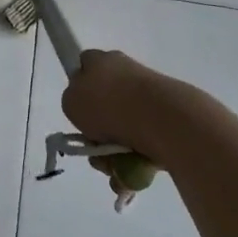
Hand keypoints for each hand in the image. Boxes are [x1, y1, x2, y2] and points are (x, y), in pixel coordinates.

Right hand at [62, 49, 197, 172]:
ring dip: (112, 154)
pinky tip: (130, 176)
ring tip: (113, 168)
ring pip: (122, 130)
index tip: (80, 112)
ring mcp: (149, 96)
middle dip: (96, 133)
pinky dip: (134, 163)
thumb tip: (87, 107)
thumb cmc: (108, 105)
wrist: (161, 119)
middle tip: (93, 148)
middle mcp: (127, 72)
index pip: (86, 65)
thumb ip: (74, 100)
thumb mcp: (71, 101)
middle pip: (104, 104)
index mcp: (102, 60)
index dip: (80, 88)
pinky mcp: (167, 120)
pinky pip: (142, 146)